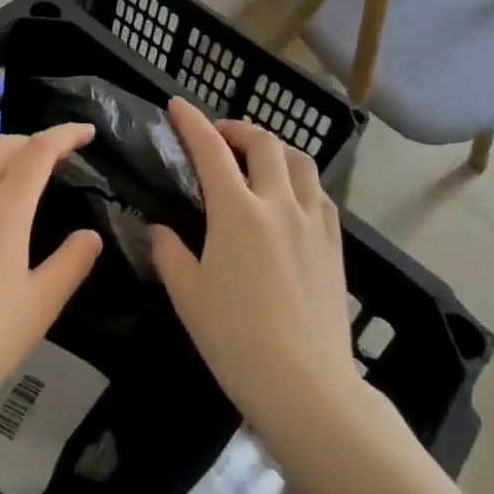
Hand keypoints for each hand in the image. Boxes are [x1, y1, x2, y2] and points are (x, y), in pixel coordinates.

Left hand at [0, 123, 103, 434]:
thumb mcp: (39, 306)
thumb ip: (70, 264)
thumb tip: (91, 235)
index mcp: (4, 208)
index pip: (38, 151)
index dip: (65, 135)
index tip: (89, 132)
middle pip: (4, 144)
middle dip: (35, 140)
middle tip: (62, 156)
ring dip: (6, 151)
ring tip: (27, 171)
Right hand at [151, 98, 362, 443]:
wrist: (308, 389)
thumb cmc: (237, 341)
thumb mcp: (188, 297)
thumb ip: (169, 253)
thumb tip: (159, 230)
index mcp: (236, 211)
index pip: (210, 149)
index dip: (192, 121)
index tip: (177, 105)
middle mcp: (277, 203)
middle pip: (262, 142)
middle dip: (237, 128)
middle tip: (219, 136)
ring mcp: (312, 222)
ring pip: (299, 161)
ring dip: (274, 148)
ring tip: (259, 158)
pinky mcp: (335, 245)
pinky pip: (320, 194)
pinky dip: (302, 181)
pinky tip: (293, 197)